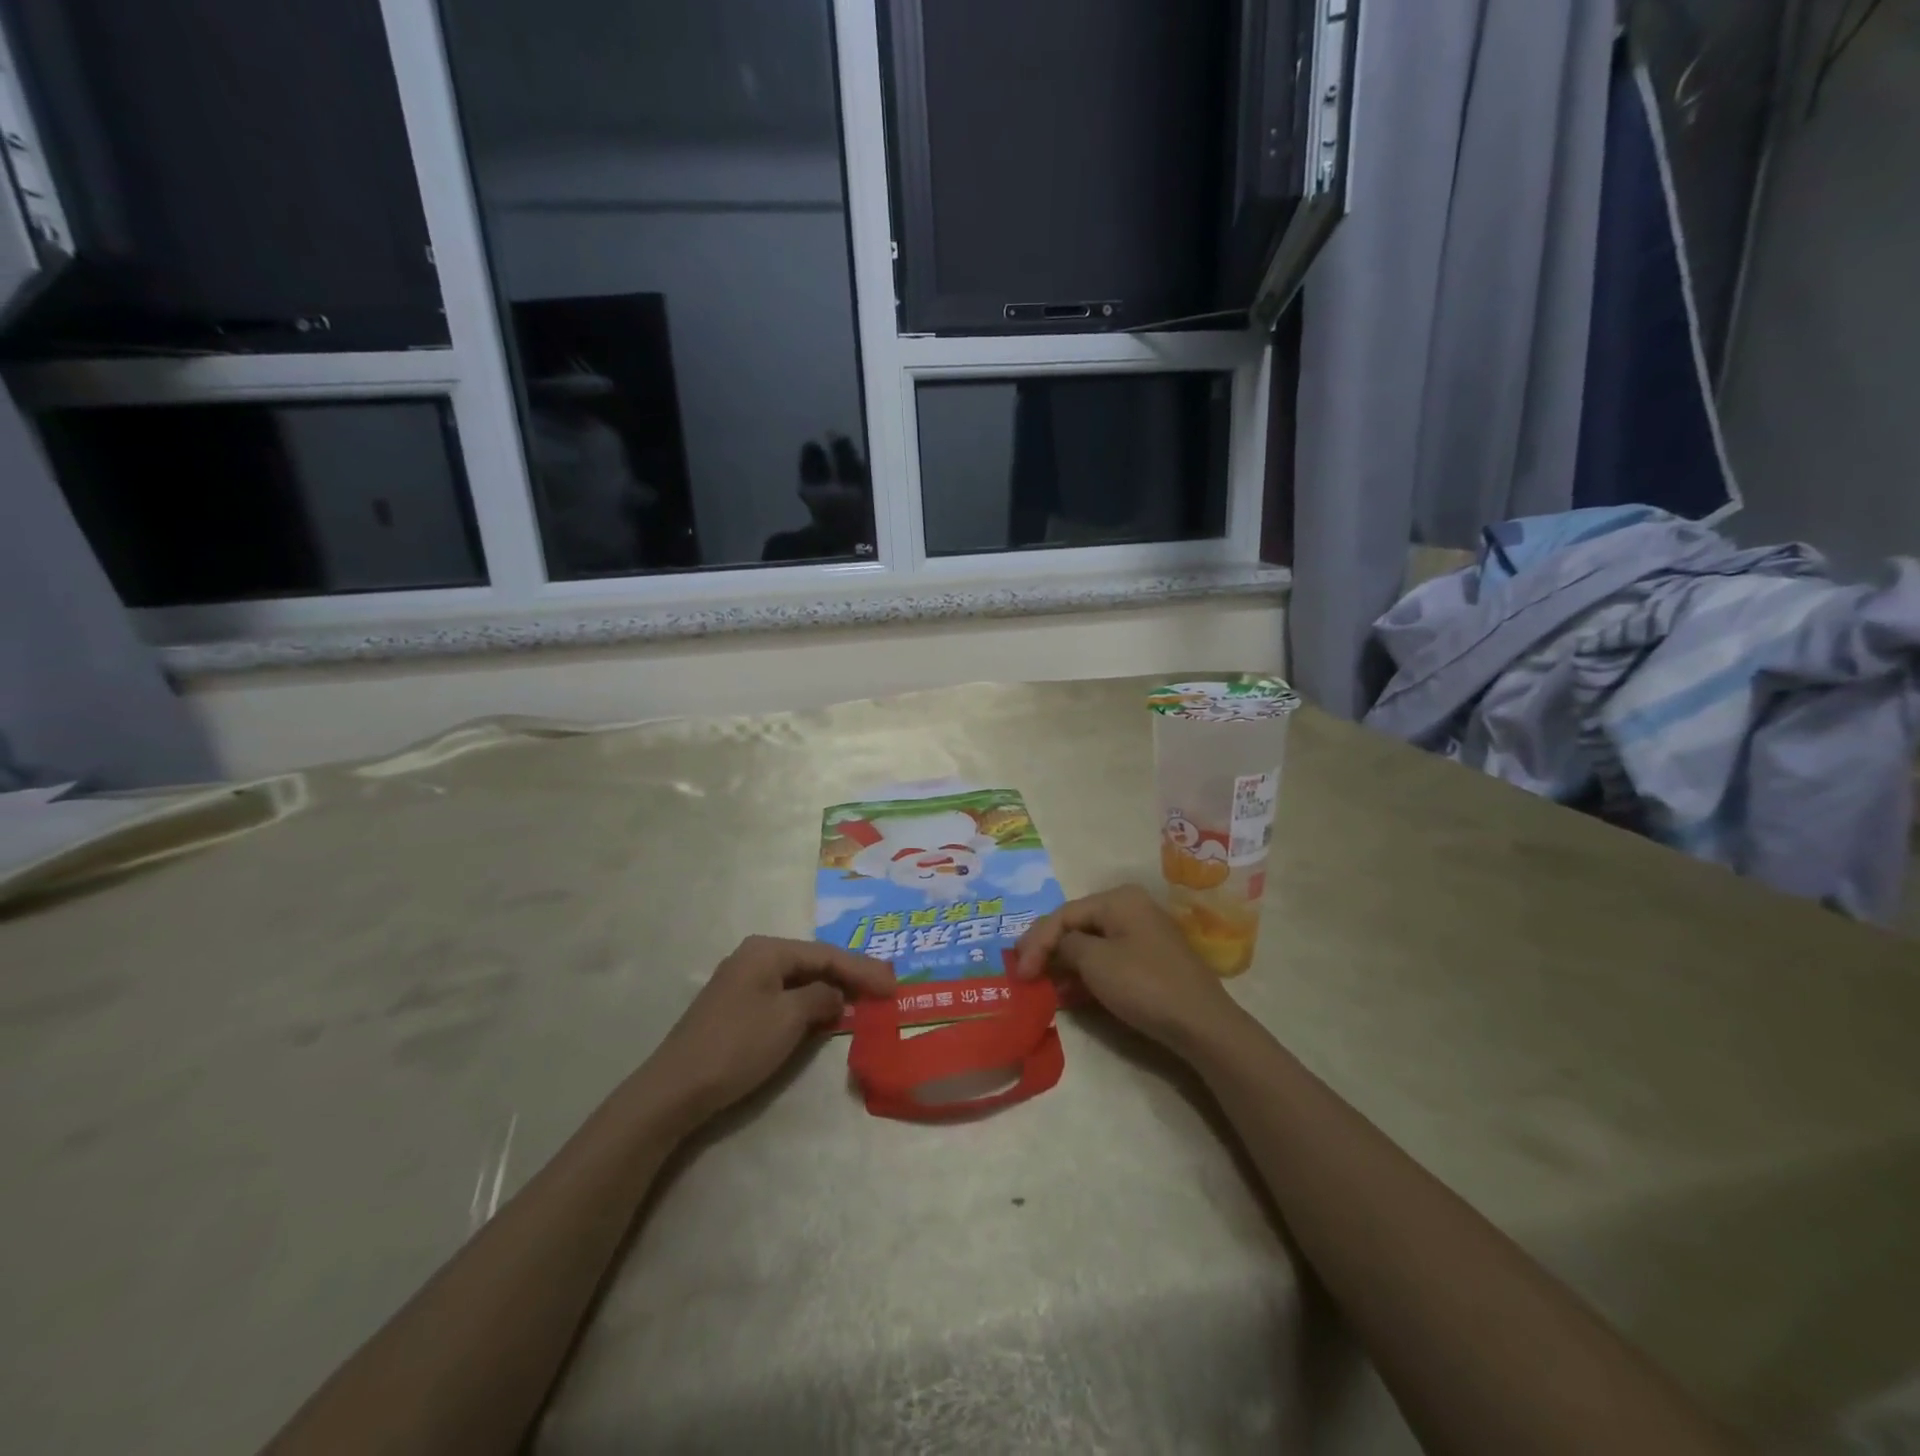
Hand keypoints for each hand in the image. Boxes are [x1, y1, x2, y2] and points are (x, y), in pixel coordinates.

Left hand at [643, 936, 893, 1123]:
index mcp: (766, 950)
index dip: (863, 969)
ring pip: (799, 979)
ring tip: (865, 998)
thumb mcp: (788, 1018)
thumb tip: (835, 995)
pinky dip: (810, 1003)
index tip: (893, 985)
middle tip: (885, 987)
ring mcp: (743, 982)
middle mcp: (754, 957)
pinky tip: (827, 1013)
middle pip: (813, 962)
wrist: (676, 1089)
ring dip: (832, 989)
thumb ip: (821, 998)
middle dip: (850, 975)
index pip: (826, 954)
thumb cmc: (737, 1046)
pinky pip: (785, 996)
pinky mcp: (737, 1007)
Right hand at [1014, 885, 1246, 1056]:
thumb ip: (1065, 945)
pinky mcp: (1150, 960)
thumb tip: (1058, 946)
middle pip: (1076, 925)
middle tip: (1024, 974)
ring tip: (1042, 986)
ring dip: (1064, 964)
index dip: (1036, 942)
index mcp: (1118, 899)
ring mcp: (1143, 934)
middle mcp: (1131, 908)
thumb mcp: (1095, 962)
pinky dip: (1086, 974)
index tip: (1019, 972)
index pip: (1063, 914)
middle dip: (1048, 950)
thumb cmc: (1144, 985)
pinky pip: (1108, 959)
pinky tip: (1070, 993)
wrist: (1201, 1024)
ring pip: (1091, 944)